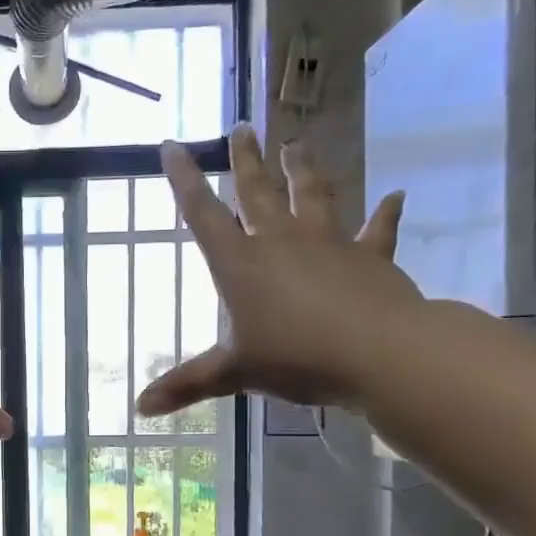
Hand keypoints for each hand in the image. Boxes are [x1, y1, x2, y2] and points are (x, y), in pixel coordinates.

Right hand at [138, 125, 421, 415]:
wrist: (380, 353)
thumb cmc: (297, 357)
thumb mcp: (234, 373)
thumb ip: (187, 384)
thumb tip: (139, 408)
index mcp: (241, 264)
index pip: (203, 214)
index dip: (184, 180)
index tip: (172, 145)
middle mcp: (280, 242)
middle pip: (258, 192)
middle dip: (246, 160)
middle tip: (241, 127)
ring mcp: (328, 244)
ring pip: (313, 196)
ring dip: (304, 169)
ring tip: (297, 143)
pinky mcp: (369, 258)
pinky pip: (377, 231)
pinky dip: (385, 215)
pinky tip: (395, 197)